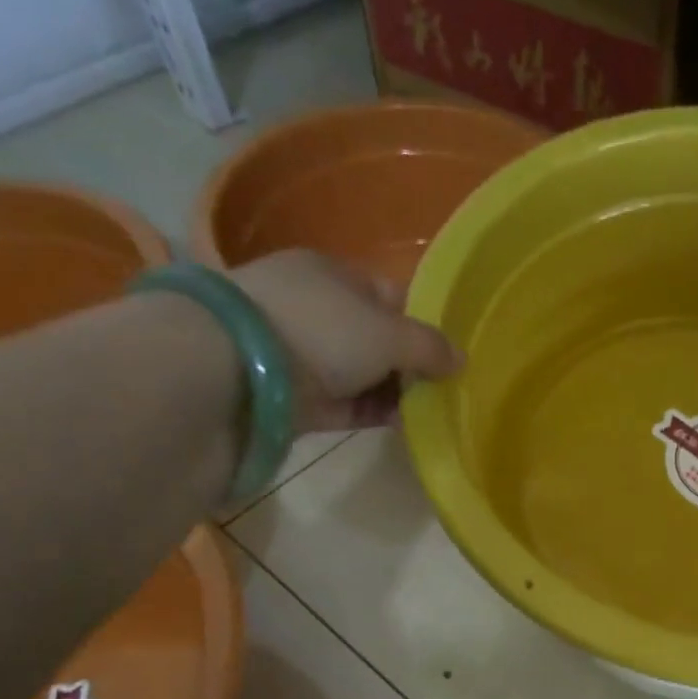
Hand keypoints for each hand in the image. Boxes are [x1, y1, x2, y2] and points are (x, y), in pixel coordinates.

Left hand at [229, 250, 461, 431]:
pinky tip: (400, 424)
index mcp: (333, 274)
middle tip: (442, 389)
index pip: (389, 295)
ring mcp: (299, 354)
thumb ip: (429, 347)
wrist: (236, 370)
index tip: (448, 355)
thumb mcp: (388, 333)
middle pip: (376, 338)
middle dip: (409, 364)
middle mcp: (315, 309)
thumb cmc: (321, 330)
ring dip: (392, 392)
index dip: (422, 323)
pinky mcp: (292, 397)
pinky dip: (371, 412)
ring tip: (427, 412)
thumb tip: (461, 359)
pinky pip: (343, 404)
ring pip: (360, 373)